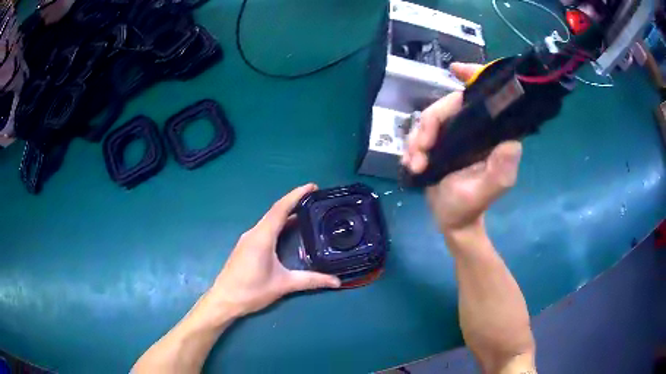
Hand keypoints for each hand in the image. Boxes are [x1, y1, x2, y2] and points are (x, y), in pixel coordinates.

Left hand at [206, 184, 340, 317]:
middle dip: (294, 202)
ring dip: (286, 213)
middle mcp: (254, 233)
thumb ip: (311, 281)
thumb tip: (336, 282)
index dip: (296, 195)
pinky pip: (265, 228)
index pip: (280, 209)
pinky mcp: (246, 246)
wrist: (224, 300)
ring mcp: (248, 239)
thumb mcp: (283, 285)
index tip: (312, 186)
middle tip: (315, 199)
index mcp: (262, 237)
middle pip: (275, 211)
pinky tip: (288, 230)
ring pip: (269, 220)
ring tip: (306, 211)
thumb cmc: (251, 291)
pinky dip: (278, 223)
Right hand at [402, 63, 522, 238]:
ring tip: (414, 164)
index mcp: (491, 135)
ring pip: (430, 118)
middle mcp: (474, 129)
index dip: (475, 76)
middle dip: (428, 126)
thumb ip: (500, 169)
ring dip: (417, 140)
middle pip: (448, 106)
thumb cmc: (468, 206)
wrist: (451, 221)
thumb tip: (511, 141)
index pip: (487, 98)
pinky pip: (420, 132)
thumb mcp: (486, 191)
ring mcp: (455, 134)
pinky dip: (412, 146)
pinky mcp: (440, 142)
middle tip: (420, 153)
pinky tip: (410, 163)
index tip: (455, 70)